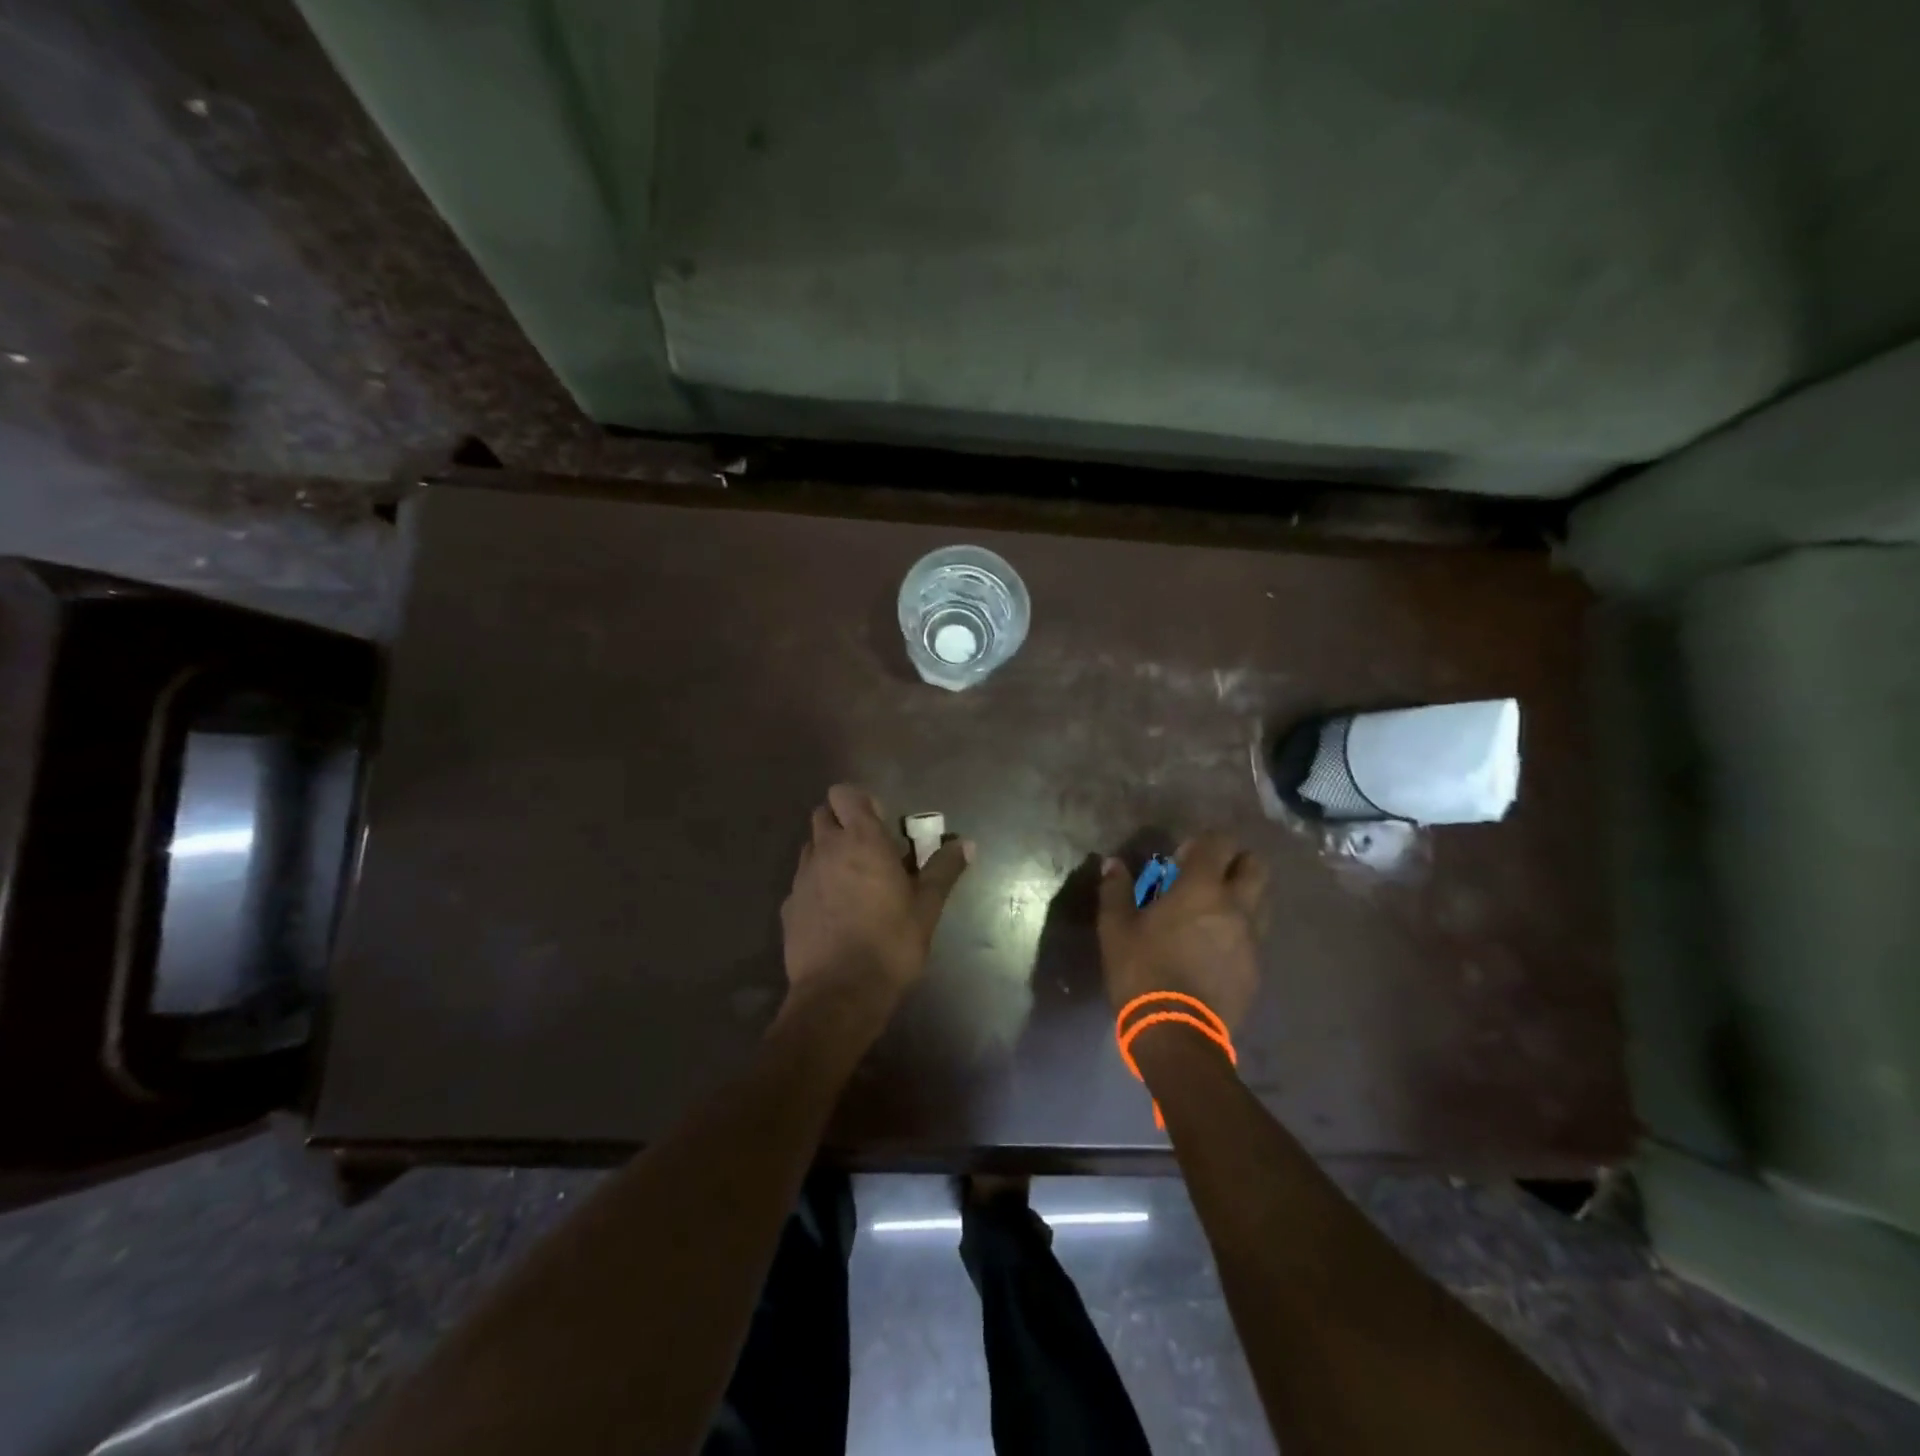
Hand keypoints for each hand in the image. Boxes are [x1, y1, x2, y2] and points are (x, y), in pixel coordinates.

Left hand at [779, 784, 971, 1022]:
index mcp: (861, 840)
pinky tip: (835, 914)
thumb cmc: (891, 943)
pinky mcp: (788, 907)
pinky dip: (817, 885)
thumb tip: (967, 843)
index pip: (844, 793)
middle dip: (842, 823)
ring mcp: (802, 878)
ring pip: (811, 847)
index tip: (881, 825)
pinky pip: (802, 882)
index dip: (860, 802)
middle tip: (869, 851)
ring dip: (828, 853)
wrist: (839, 994)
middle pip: (823, 815)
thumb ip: (944, 869)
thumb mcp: (927, 907)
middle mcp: (825, 850)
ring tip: (852, 883)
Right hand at [1096, 833, 1266, 1032]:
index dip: (1204, 842)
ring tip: (1214, 911)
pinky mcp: (1256, 969)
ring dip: (1244, 895)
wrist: (1177, 1033)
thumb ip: (1116, 890)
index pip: (1220, 843)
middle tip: (1208, 875)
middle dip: (1237, 861)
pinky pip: (1256, 936)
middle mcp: (1236, 906)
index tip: (1182, 857)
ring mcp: (1252, 939)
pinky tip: (1216, 947)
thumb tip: (1113, 864)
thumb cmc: (1143, 970)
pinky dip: (1241, 930)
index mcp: (1202, 889)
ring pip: (1262, 901)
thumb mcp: (1116, 928)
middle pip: (1256, 866)